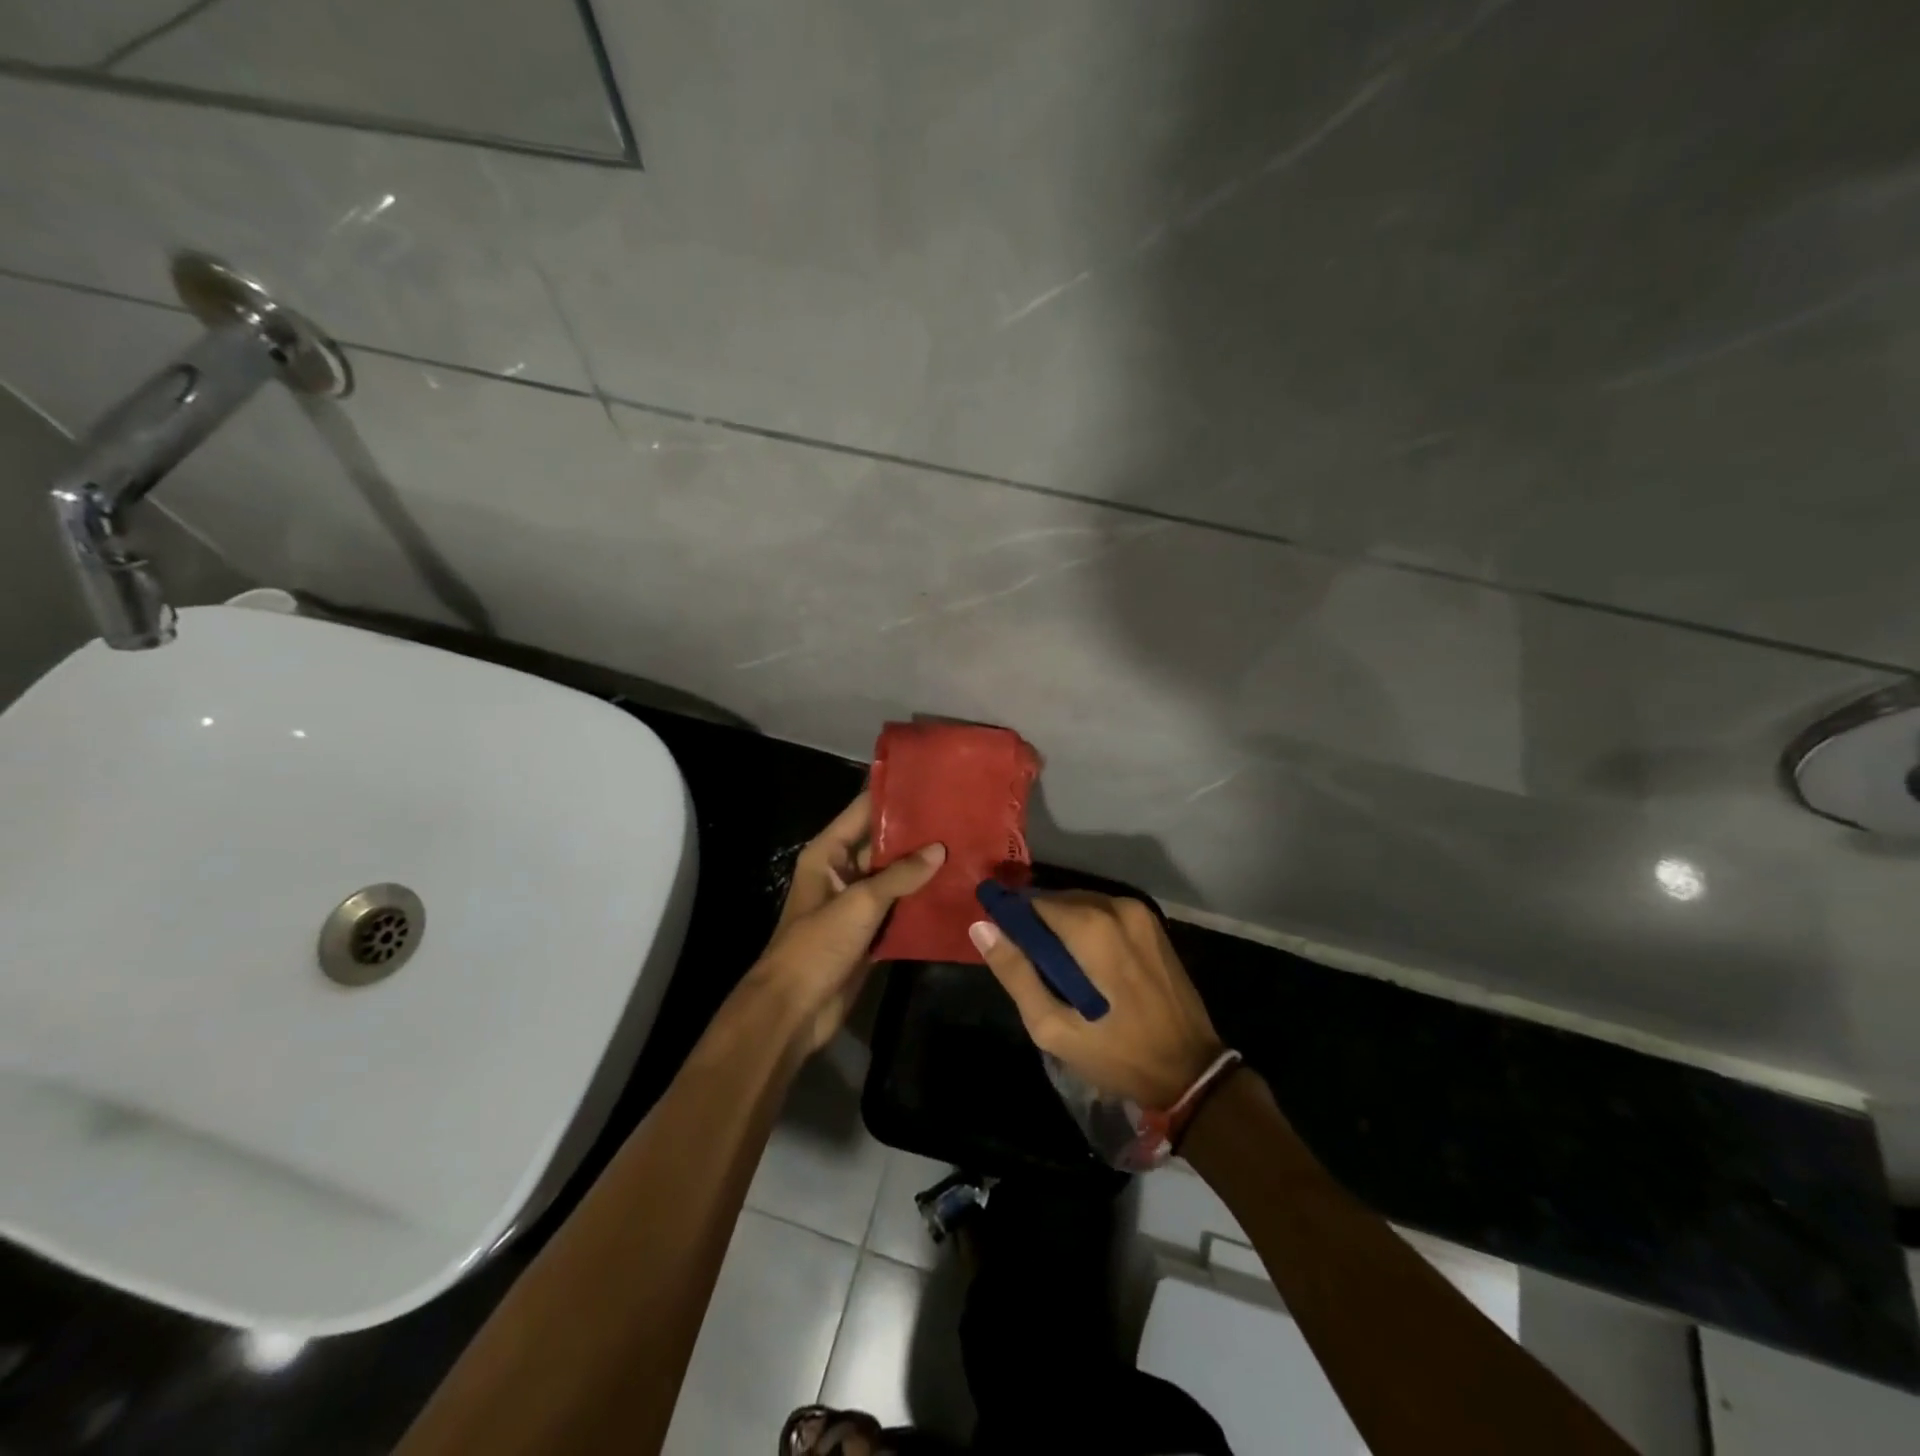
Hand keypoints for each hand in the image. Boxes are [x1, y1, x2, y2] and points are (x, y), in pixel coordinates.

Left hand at [748, 792, 944, 1054]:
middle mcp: (842, 870)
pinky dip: (921, 900)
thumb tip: (940, 849)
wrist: (794, 1010)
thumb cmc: (817, 945)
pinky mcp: (870, 930)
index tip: (933, 783)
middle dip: (918, 833)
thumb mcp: (859, 904)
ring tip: (965, 848)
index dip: (895, 796)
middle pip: (882, 843)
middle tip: (960, 817)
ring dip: (923, 868)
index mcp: (828, 853)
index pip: (864, 811)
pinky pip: (899, 907)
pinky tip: (954, 890)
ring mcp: (857, 902)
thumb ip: (900, 875)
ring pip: (895, 876)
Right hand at [970, 893, 1222, 1107]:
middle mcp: (1116, 906)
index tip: (1003, 942)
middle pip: (1059, 900)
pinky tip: (1088, 962)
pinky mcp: (1154, 924)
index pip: (1032, 902)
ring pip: (1083, 904)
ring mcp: (1140, 912)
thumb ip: (1015, 973)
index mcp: (1090, 926)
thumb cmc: (1117, 1053)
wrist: (1191, 1071)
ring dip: (1064, 926)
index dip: (1012, 919)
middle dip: (1039, 924)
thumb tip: (981, 927)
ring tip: (1058, 966)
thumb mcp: (1053, 1027)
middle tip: (1030, 962)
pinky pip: (1107, 913)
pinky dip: (1090, 928)